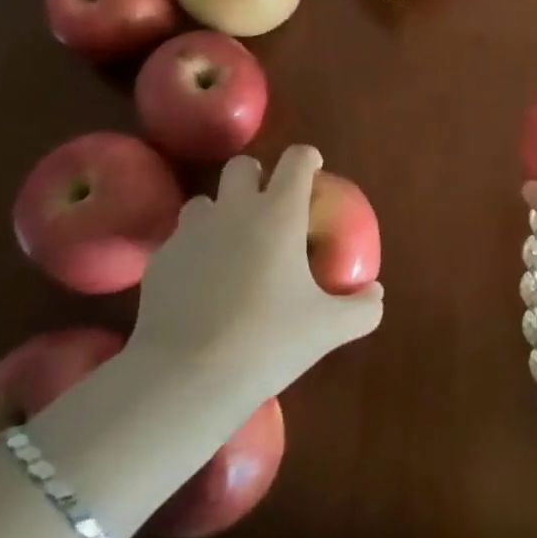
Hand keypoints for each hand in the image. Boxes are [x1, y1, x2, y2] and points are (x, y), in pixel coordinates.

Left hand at [129, 144, 383, 402]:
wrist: (185, 379)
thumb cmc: (267, 342)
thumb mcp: (328, 329)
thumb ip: (361, 308)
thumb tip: (376, 294)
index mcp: (279, 212)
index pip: (296, 159)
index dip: (307, 159)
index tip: (313, 171)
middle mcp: (234, 209)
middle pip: (242, 166)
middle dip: (257, 177)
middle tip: (269, 208)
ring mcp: (192, 232)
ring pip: (204, 201)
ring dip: (220, 213)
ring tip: (230, 247)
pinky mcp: (161, 260)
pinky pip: (179, 242)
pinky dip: (193, 253)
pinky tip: (199, 286)